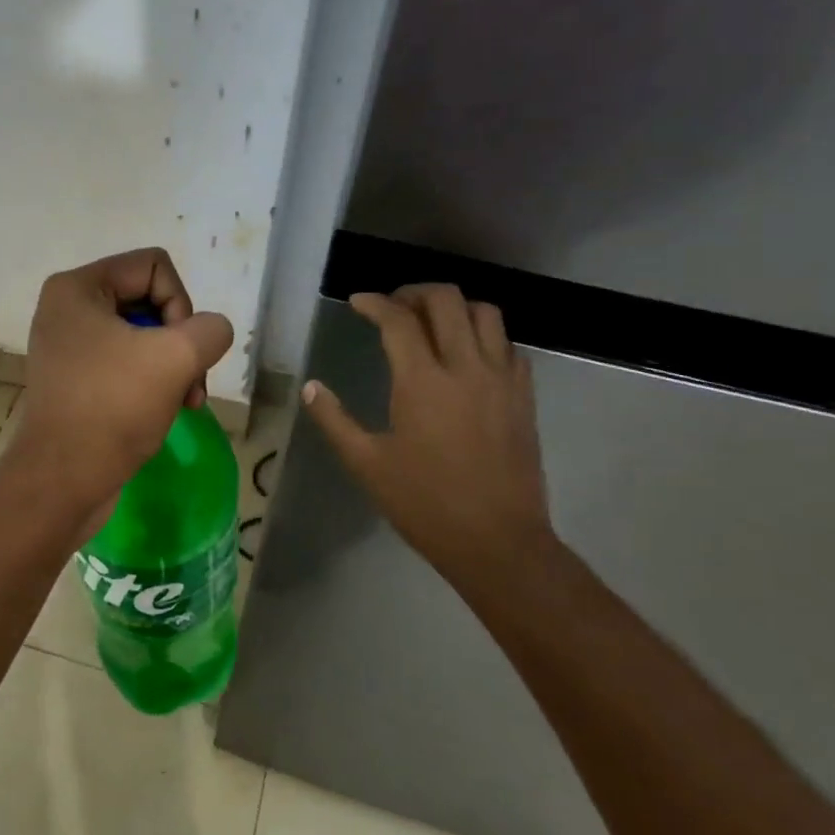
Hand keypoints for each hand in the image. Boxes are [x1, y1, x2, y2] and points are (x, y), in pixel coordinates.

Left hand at [5, 248, 233, 515]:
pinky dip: (152, 383)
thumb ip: (210, 329)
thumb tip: (208, 334)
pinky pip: (126, 364)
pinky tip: (167, 411)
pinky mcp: (76, 380)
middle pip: (150, 300)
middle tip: (190, 383)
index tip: (177, 350)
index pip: (155, 266)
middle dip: (179, 341)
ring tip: (186, 402)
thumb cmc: (113, 408)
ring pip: (143, 337)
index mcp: (77, 287)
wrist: (63, 480)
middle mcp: (67, 309)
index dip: (181, 304)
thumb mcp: (176, 357)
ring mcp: (69, 347)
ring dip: (173, 367)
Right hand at [301, 285, 557, 586]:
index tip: (358, 302)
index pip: (398, 320)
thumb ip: (334, 420)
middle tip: (393, 307)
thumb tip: (310, 387)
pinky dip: (485, 335)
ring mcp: (502, 379)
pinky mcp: (524, 396)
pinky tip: (467, 355)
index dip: (374, 303)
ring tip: (431, 323)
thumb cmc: (424, 503)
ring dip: (454, 307)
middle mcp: (465, 367)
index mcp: (422, 381)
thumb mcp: (366, 464)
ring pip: (485, 313)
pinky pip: (509, 344)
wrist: (498, 541)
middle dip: (414, 293)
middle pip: (446, 300)